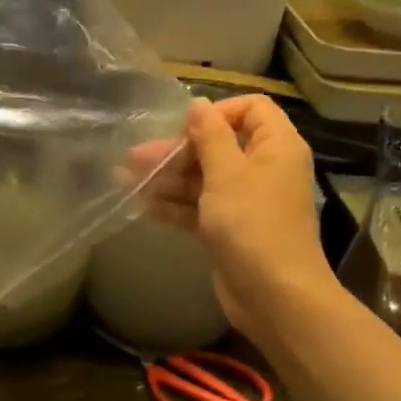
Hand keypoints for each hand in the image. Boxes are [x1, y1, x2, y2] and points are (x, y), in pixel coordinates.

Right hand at [130, 95, 334, 345]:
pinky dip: (173, 204)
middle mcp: (262, 168)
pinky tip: (140, 204)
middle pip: (217, 145)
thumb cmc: (253, 225)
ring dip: (166, 178)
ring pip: (202, 178)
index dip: (217, 112)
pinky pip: (198, 207)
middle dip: (176, 150)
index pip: (250, 109)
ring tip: (124, 179)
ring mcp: (245, 201)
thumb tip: (198, 104)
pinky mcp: (228, 228)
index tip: (184, 128)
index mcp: (275, 146)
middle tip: (135, 157)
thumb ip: (210, 136)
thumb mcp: (227, 173)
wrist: (274, 295)